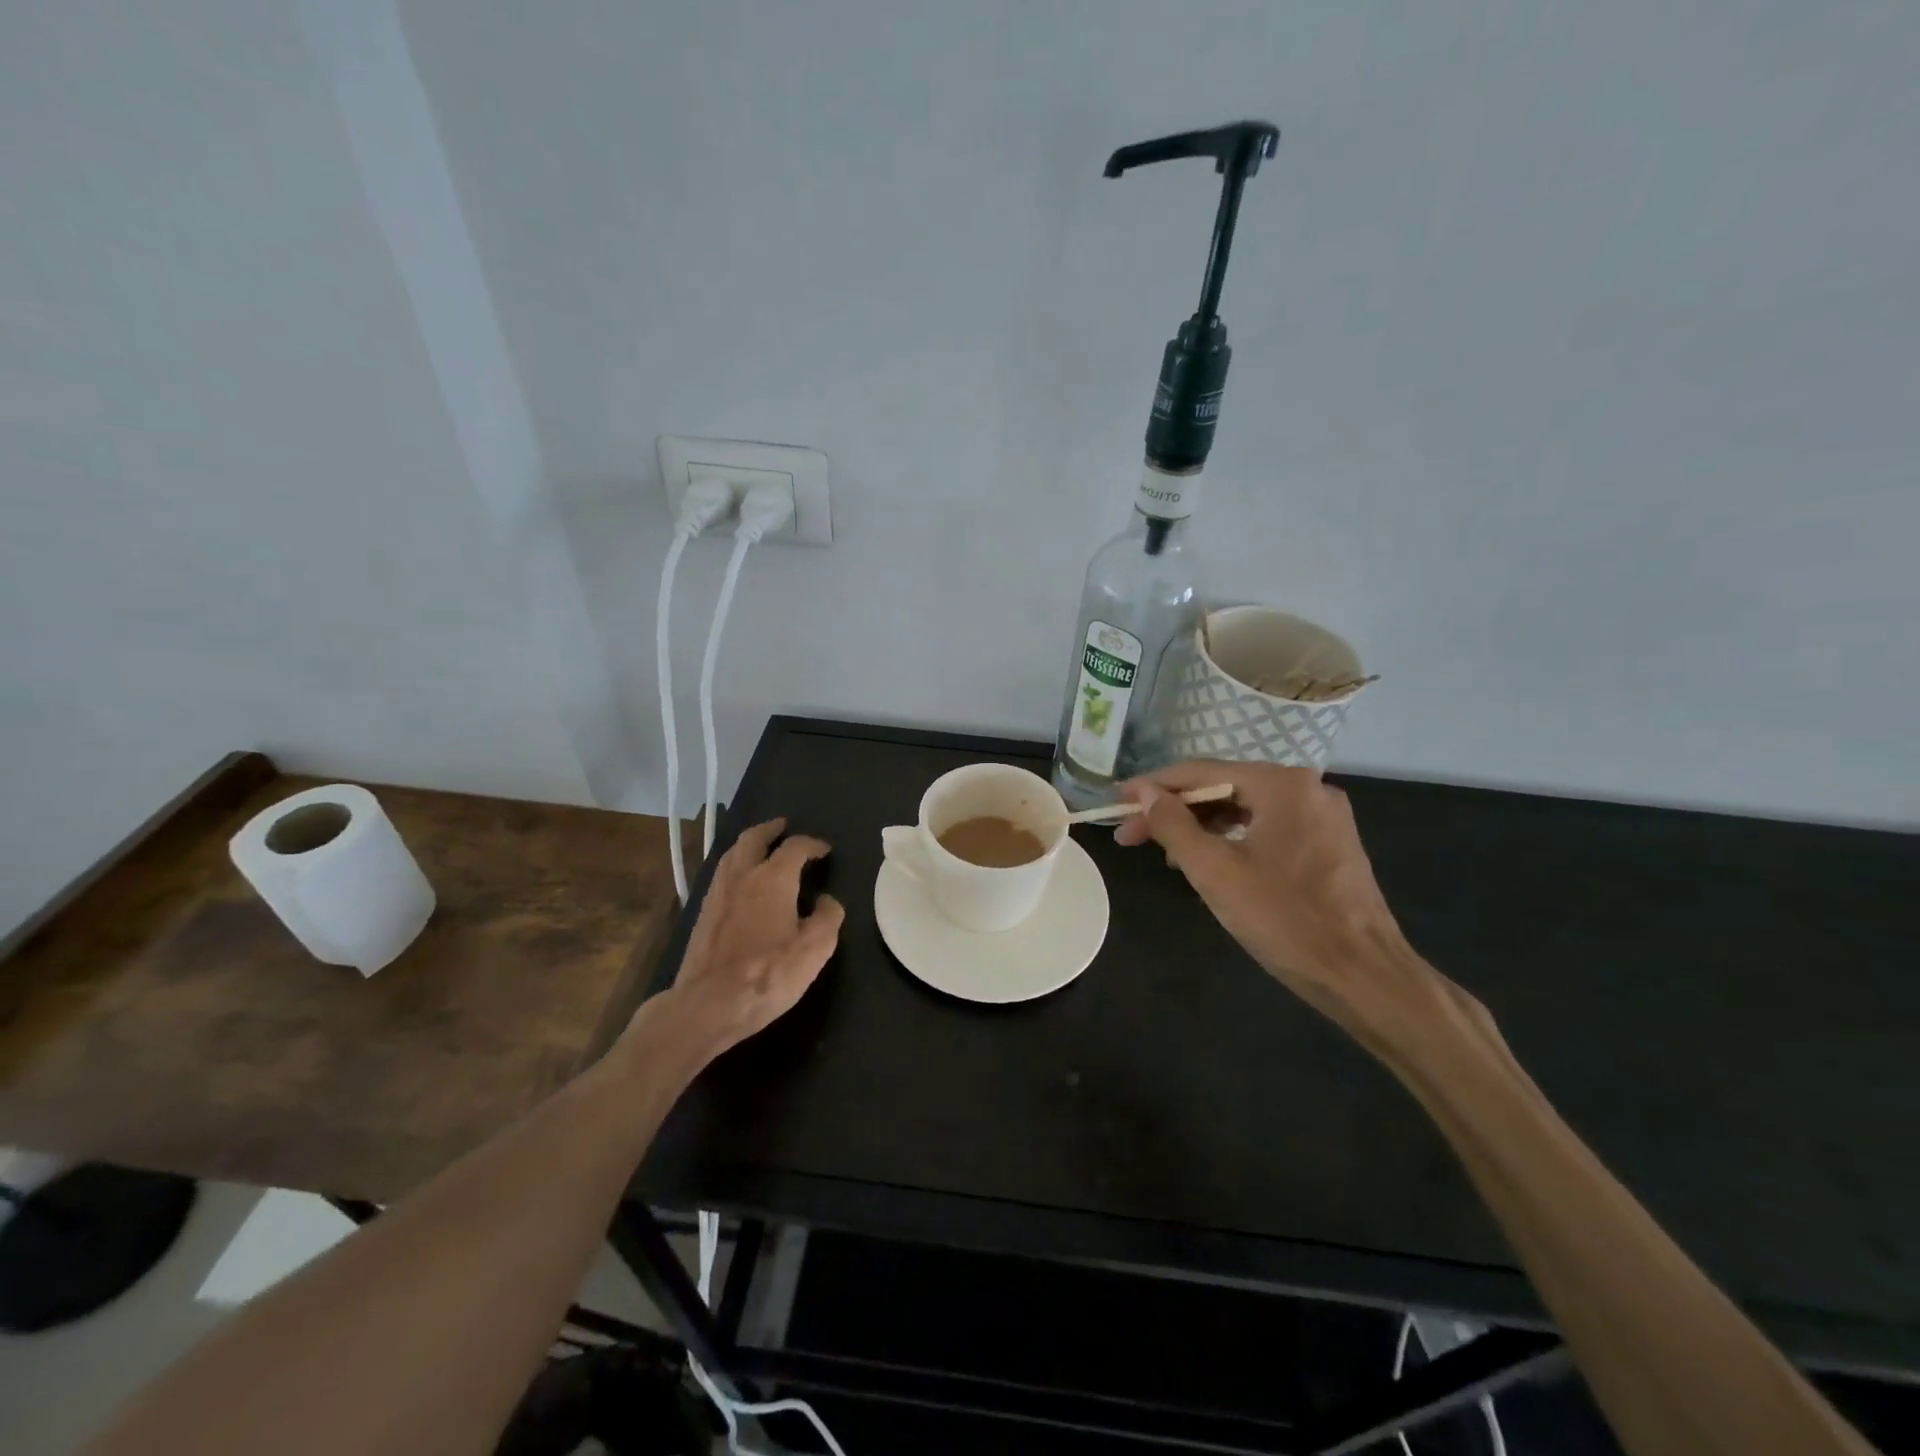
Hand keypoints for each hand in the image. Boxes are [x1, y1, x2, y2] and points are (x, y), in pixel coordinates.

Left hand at [642, 819, 844, 1065]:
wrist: (708, 1004)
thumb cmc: (768, 974)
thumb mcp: (815, 949)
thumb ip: (827, 917)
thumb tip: (826, 900)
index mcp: (773, 878)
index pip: (795, 847)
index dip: (812, 844)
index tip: (824, 850)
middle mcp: (742, 875)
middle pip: (754, 838)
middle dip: (771, 829)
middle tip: (783, 827)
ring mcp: (717, 893)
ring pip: (732, 854)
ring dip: (749, 844)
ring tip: (762, 848)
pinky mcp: (703, 913)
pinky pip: (722, 874)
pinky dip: (736, 865)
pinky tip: (742, 881)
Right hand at [1116, 762, 1480, 1054]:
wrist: (1364, 976)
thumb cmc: (1284, 918)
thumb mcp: (1215, 870)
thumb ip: (1173, 824)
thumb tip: (1143, 792)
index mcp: (1282, 783)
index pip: (1201, 772)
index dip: (1152, 786)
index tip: (1116, 800)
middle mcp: (1306, 788)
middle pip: (1223, 789)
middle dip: (1173, 811)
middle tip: (1130, 835)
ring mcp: (1322, 817)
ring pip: (1245, 810)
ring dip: (1200, 827)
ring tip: (1162, 852)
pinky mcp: (1329, 846)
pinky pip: (1266, 829)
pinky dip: (1231, 840)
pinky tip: (1208, 861)